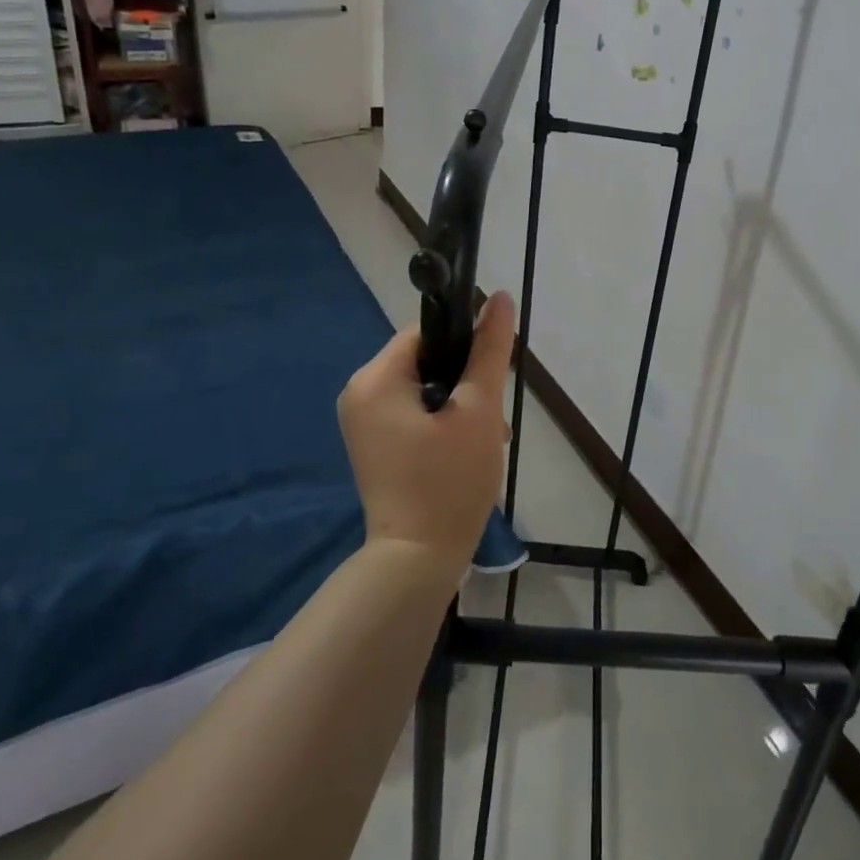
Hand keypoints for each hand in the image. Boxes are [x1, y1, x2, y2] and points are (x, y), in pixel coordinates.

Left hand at [338, 293, 516, 571]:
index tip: (492, 375)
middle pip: (426, 360)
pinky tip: (465, 450)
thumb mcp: (478, 411)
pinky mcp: (374, 443)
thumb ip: (489, 351)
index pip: (427, 332)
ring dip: (460, 405)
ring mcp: (363, 421)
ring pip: (424, 388)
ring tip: (485, 439)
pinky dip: (443, 422)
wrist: (416, 562)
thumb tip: (500, 297)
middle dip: (466, 382)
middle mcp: (359, 393)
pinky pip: (413, 412)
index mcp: (375, 378)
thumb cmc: (449, 482)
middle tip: (491, 419)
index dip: (466, 345)